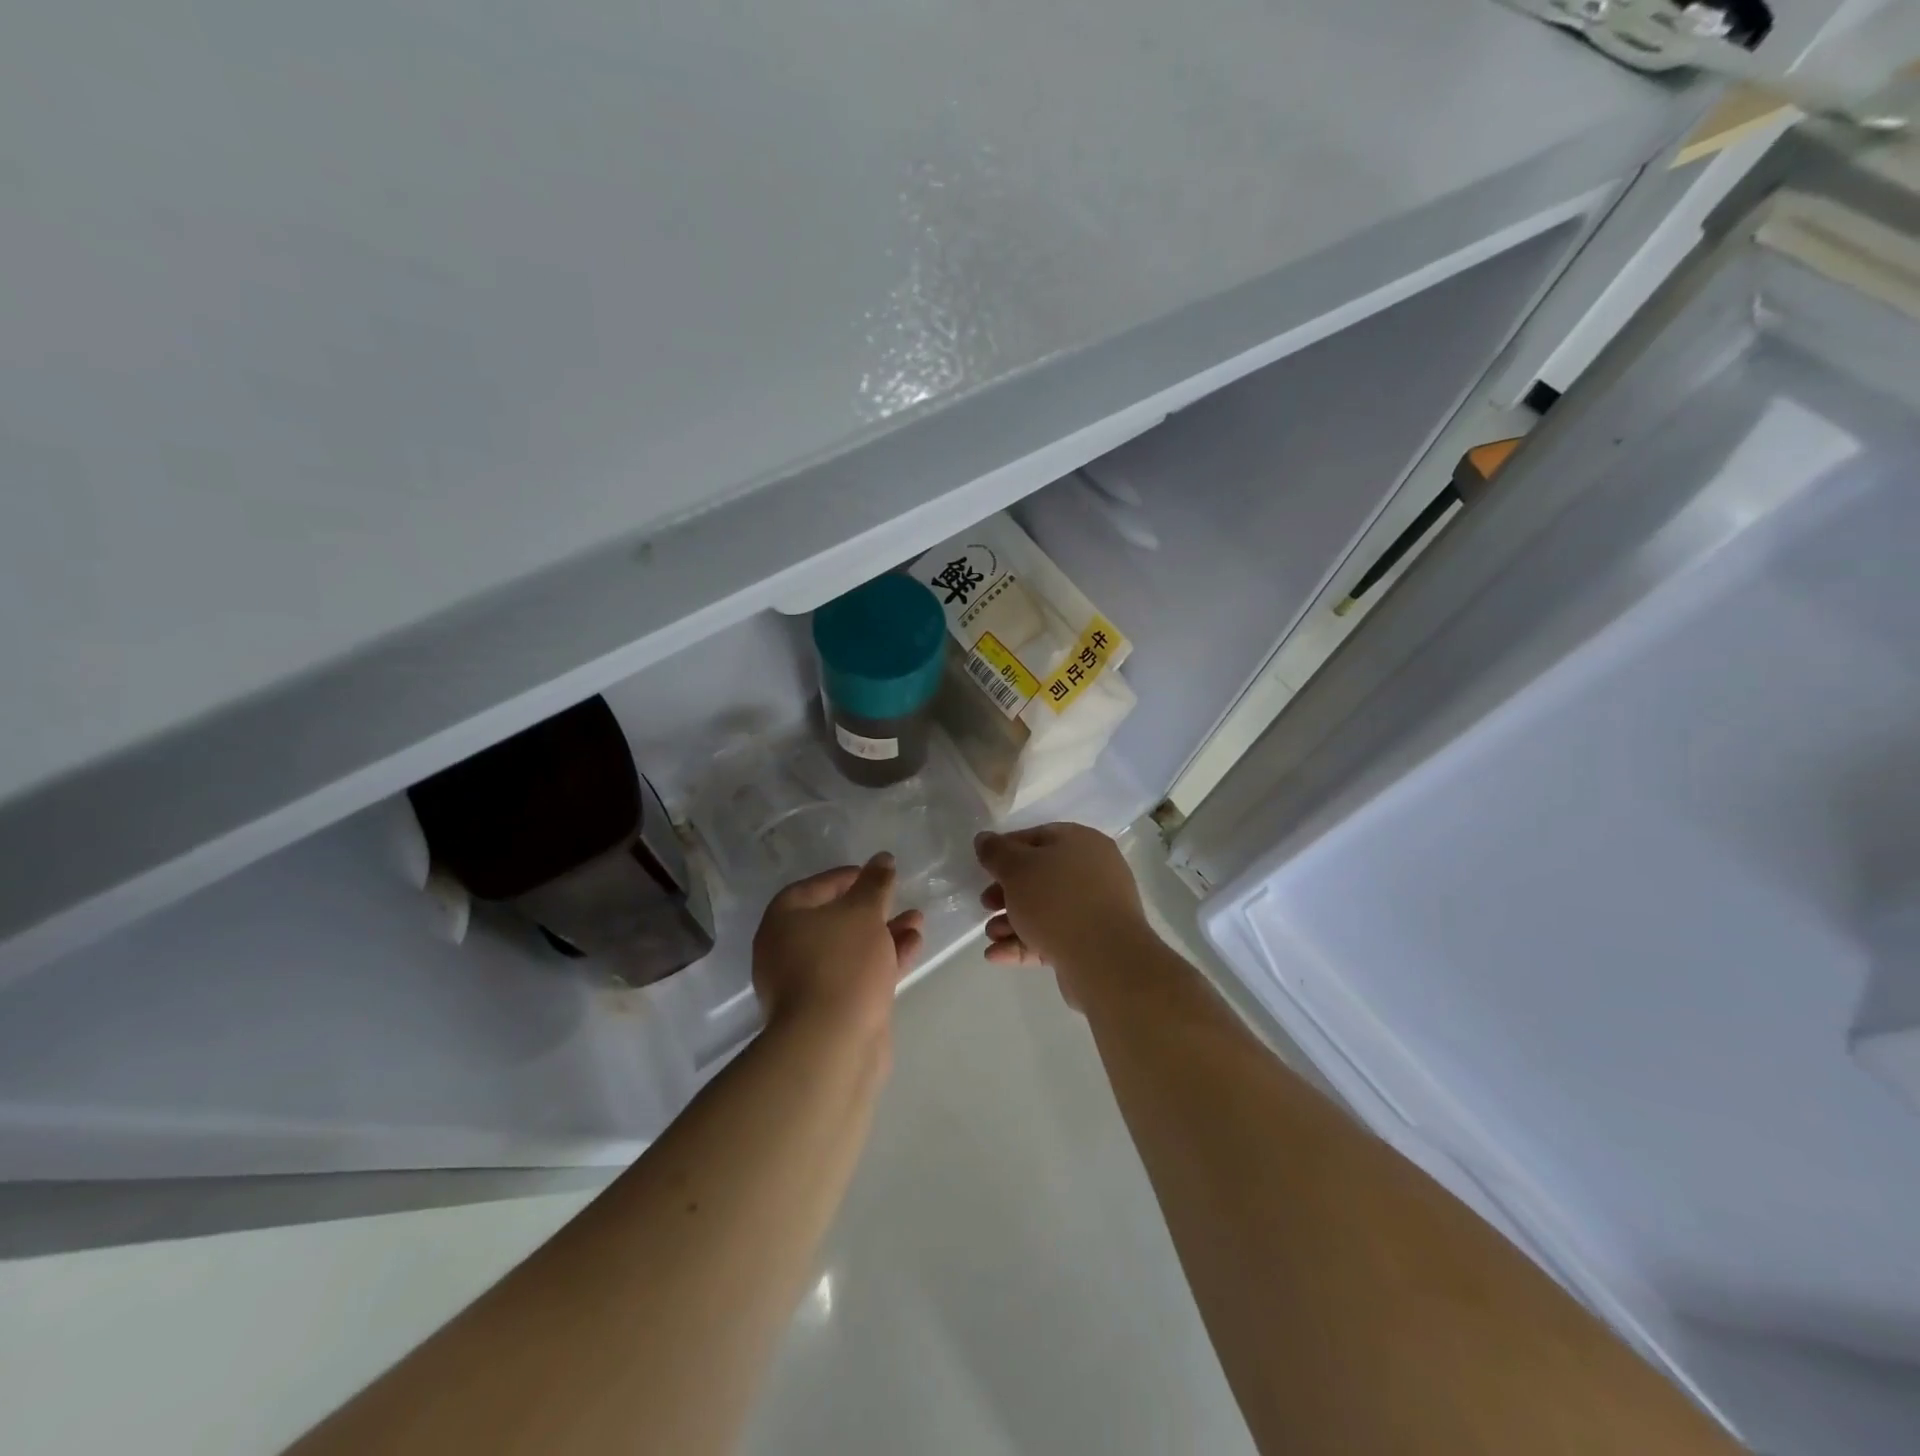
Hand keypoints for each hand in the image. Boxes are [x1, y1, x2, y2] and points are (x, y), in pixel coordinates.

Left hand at [753, 854, 924, 1038]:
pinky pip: (860, 973)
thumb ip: (875, 884)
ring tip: (917, 919)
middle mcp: (788, 951)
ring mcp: (810, 983)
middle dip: (870, 908)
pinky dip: (885, 958)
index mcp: (783, 922)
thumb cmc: (841, 963)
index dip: (844, 878)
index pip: (812, 888)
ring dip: (884, 932)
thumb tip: (883, 859)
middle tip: (897, 895)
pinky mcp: (833, 1009)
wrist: (832, 1043)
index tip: (875, 874)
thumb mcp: (863, 912)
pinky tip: (915, 944)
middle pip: (832, 920)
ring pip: (851, 948)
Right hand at [975, 824, 1147, 1004]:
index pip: (1038, 837)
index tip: (984, 867)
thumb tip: (984, 838)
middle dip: (1007, 892)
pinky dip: (1025, 943)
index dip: (1007, 849)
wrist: (1104, 959)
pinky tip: (996, 955)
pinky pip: (1053, 936)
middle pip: (1041, 876)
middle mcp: (1093, 871)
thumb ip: (996, 852)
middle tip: (985, 904)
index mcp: (1081, 843)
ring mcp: (1095, 909)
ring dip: (1012, 921)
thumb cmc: (1057, 900)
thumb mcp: (1017, 868)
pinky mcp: (1092, 943)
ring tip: (991, 935)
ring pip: (1045, 910)